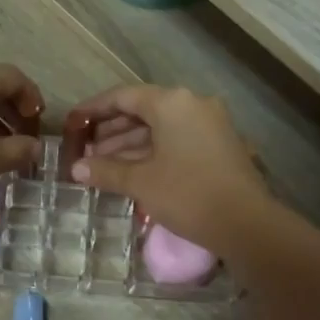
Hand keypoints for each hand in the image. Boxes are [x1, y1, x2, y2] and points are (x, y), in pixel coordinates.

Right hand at [67, 85, 274, 251]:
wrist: (245, 223)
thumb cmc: (187, 194)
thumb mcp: (141, 182)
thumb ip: (106, 170)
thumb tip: (76, 168)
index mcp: (172, 103)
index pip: (123, 96)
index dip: (94, 109)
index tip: (74, 123)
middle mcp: (193, 104)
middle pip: (143, 110)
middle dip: (112, 131)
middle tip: (86, 151)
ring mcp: (211, 124)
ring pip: (161, 128)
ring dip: (131, 144)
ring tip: (103, 165)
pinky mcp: (221, 145)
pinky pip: (178, 140)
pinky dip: (154, 152)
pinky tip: (133, 171)